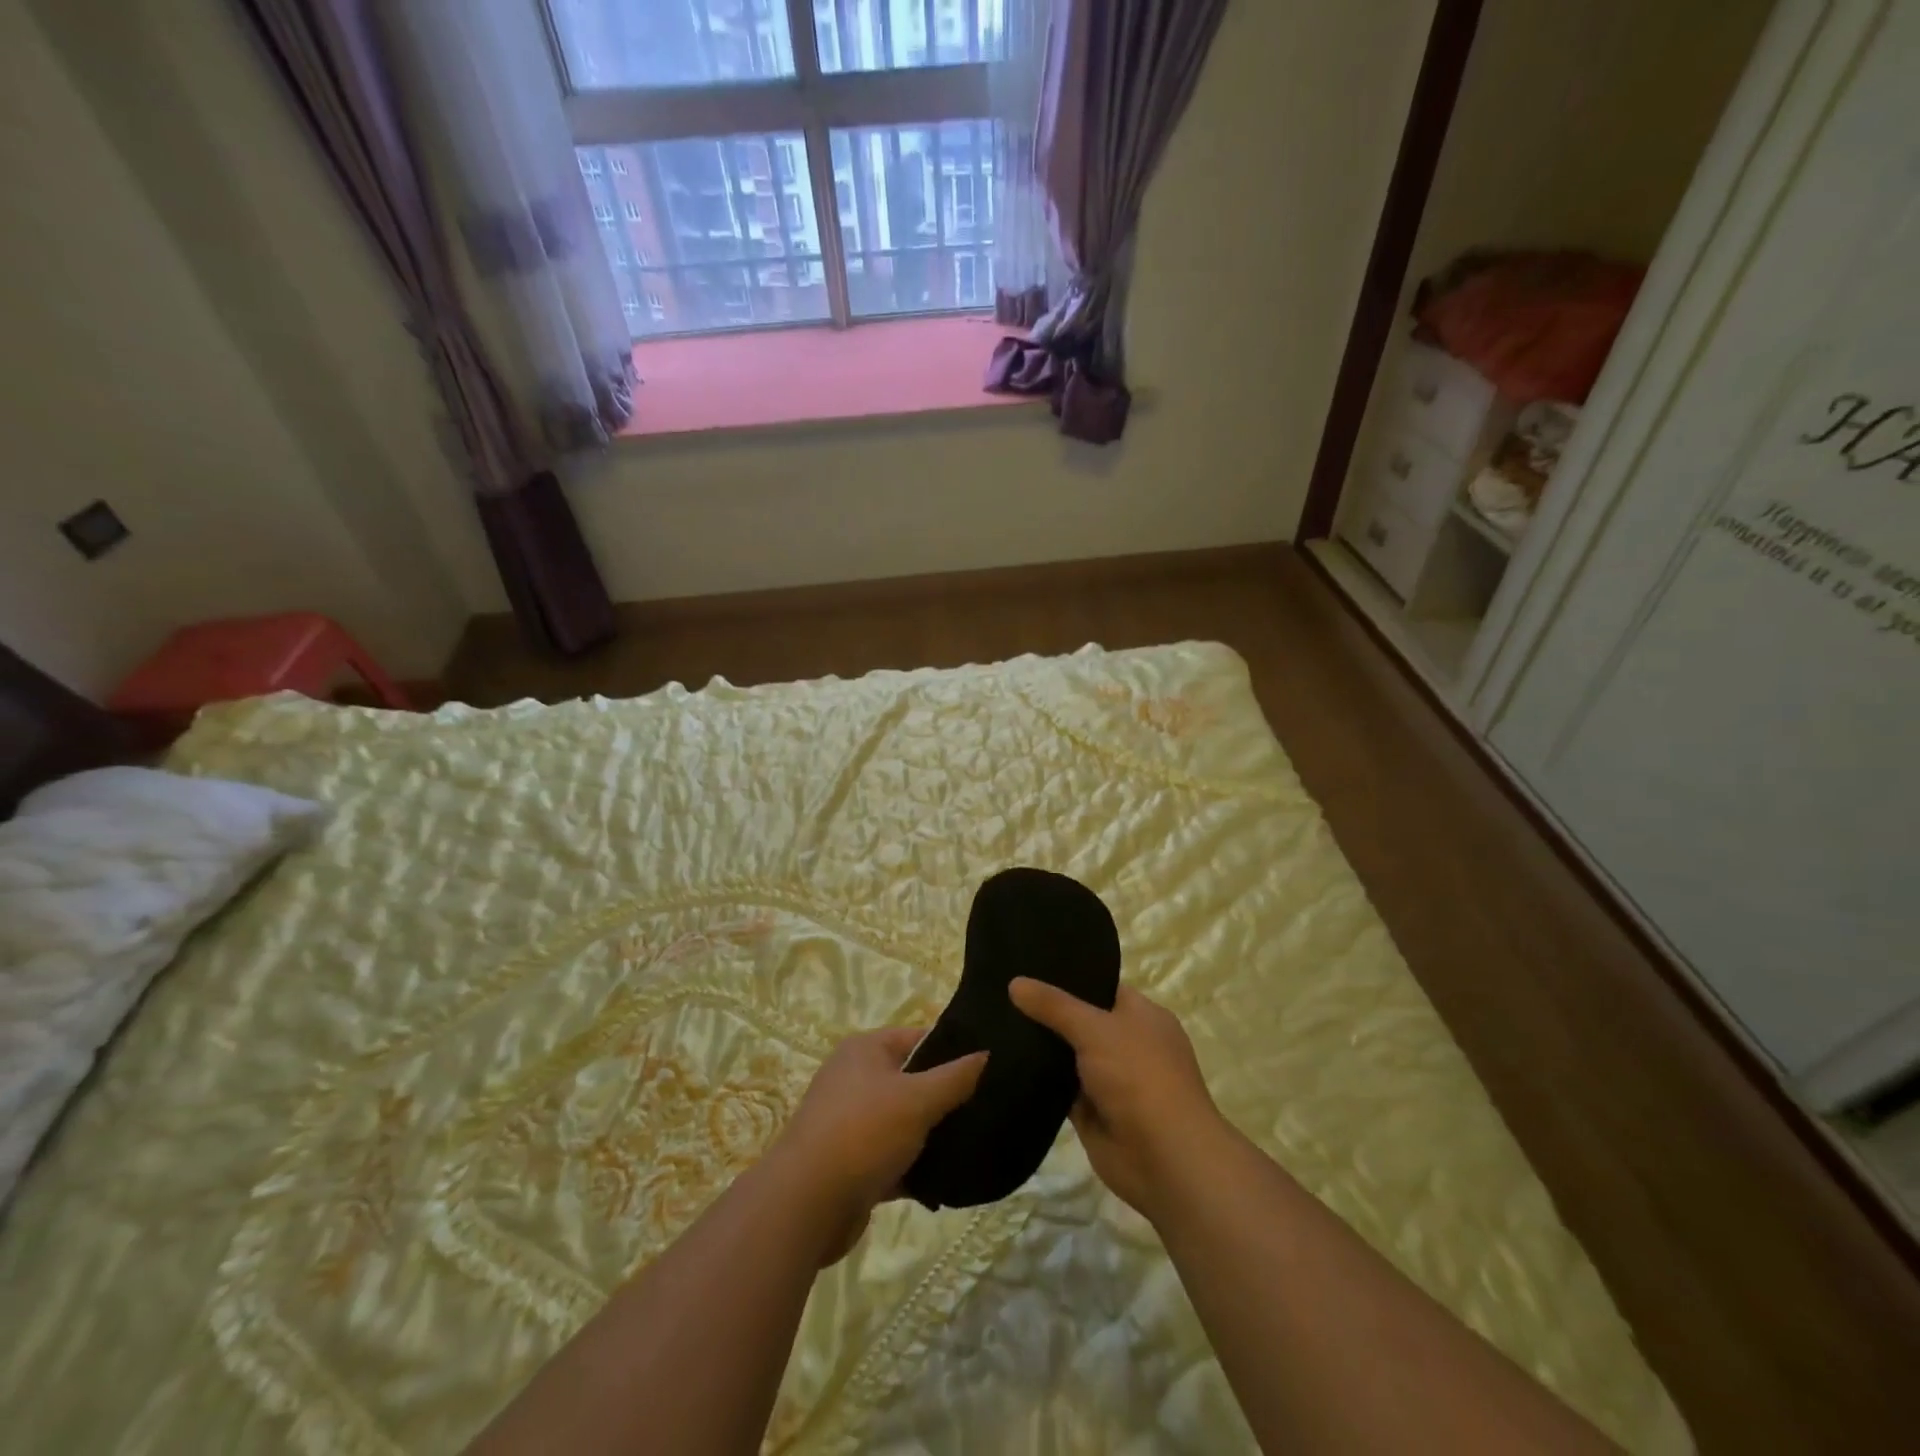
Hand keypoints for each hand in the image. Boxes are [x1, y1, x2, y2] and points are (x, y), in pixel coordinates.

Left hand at [767, 1027, 986, 1263]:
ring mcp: (851, 1122)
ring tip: (976, 1143)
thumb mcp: (917, 1099)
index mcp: (865, 1050)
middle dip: (946, 1096)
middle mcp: (855, 1079)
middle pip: (913, 1080)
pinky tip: (949, 1180)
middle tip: (988, 1107)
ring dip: (933, 1135)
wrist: (805, 1206)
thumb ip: (955, 1077)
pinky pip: (894, 1157)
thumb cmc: (863, 1134)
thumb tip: (986, 1053)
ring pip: (905, 1121)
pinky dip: (916, 1167)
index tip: (990, 1067)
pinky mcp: (852, 1163)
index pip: (919, 1038)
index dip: (954, 1050)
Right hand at [1008, 979, 1222, 1223]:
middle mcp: (1128, 1044)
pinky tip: (1004, 1064)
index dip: (1067, 978)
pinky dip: (1040, 1082)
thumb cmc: (1140, 1077)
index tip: (1027, 967)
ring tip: (994, 1023)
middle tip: (1001, 993)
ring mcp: (1110, 1080)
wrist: (1165, 1160)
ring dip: (1040, 1048)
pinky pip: (1060, 1090)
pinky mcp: (1093, 1113)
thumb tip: (1015, 982)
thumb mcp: (1095, 1029)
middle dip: (1047, 1012)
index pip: (1100, 986)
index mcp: (1142, 1016)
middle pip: (1080, 1021)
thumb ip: (1054, 1006)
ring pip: (1068, 1056)